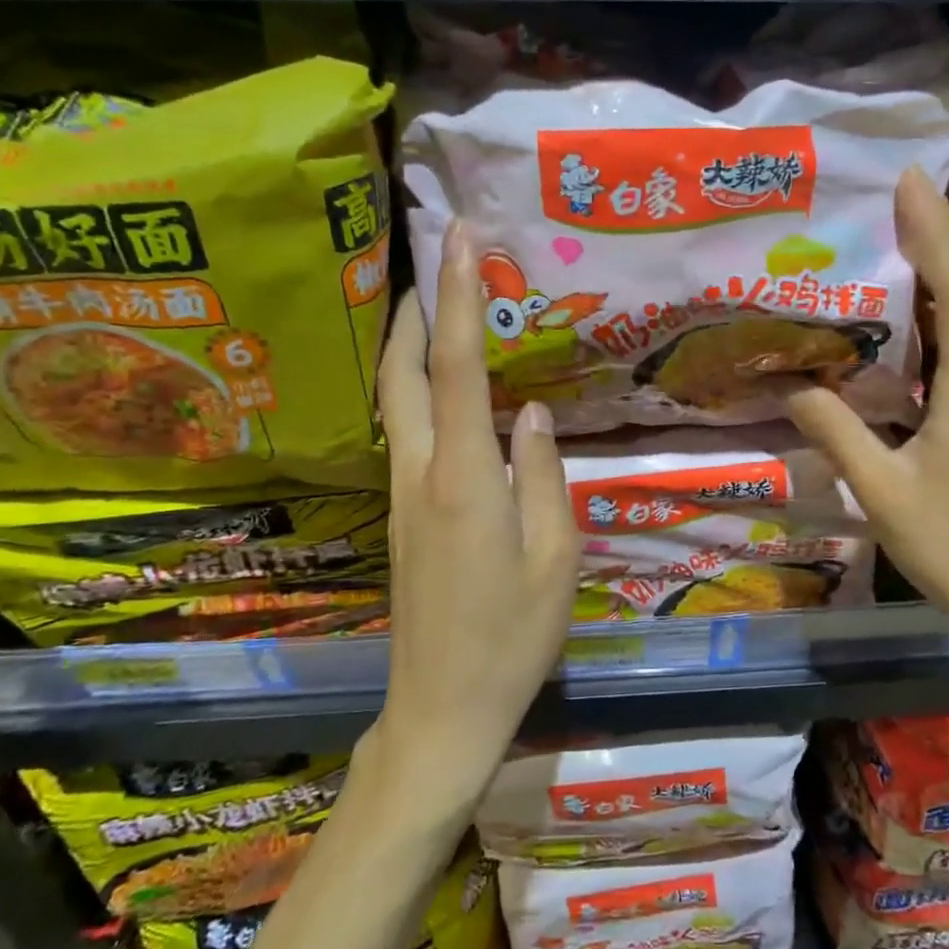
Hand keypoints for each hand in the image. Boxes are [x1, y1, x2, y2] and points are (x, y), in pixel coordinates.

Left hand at [374, 221, 579, 811]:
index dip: (458, 298)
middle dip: (414, 308)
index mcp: (464, 480)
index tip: (461, 239)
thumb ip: (543, 476)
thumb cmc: (512, 638)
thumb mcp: (555, 558)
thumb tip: (532, 412)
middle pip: (401, 373)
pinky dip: (415, 389)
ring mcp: (403, 497)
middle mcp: (421, 475)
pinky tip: (441, 387)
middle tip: (437, 260)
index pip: (455, 369)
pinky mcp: (402, 517)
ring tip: (437, 306)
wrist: (442, 708)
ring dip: (408, 345)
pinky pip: (405, 433)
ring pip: (394, 401)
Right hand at [785, 172, 948, 658]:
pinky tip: (906, 328)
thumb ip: (837, 434)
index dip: (938, 233)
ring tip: (892, 248)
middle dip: (936, 241)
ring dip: (938, 280)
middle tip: (892, 202)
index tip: (913, 183)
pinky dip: (938, 324)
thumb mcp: (882, 492)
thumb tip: (793, 385)